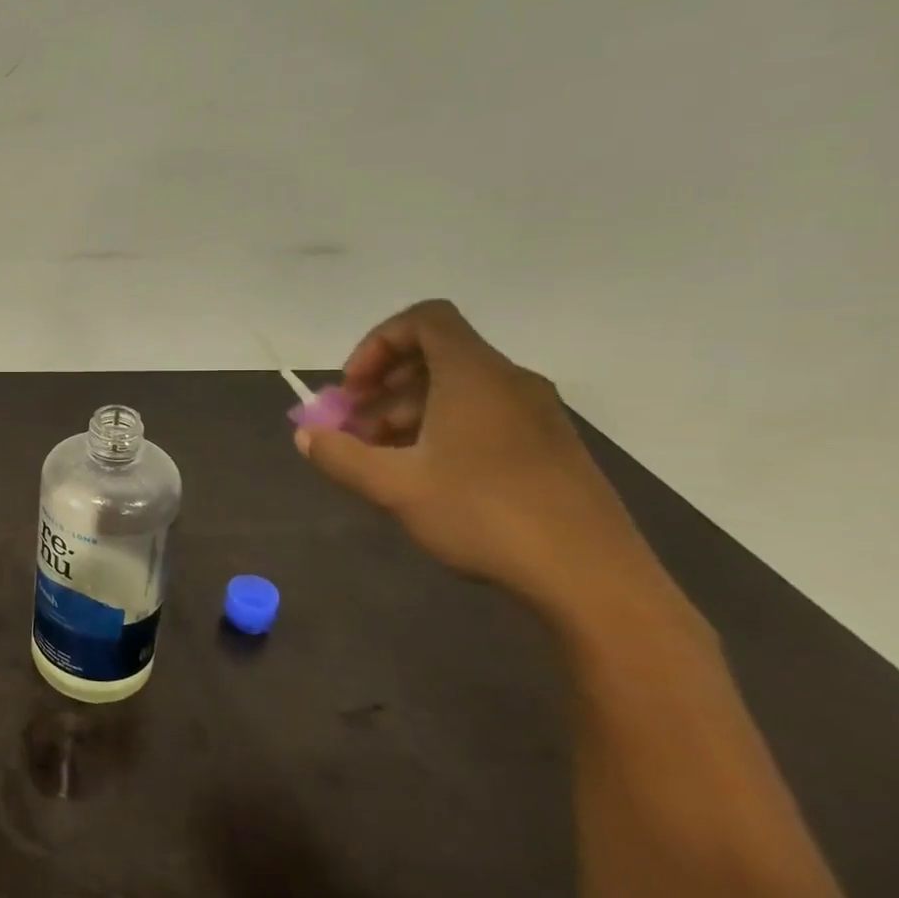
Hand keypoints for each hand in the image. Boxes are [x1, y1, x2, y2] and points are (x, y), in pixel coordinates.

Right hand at [295, 299, 647, 606]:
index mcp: (474, 376)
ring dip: (407, 412)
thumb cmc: (484, 515)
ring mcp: (536, 415)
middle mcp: (509, 382)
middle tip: (353, 429)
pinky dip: (441, 430)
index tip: (353, 389)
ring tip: (380, 459)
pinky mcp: (548, 447)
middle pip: (436, 356)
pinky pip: (483, 416)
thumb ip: (340, 456)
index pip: (425, 319)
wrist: (591, 578)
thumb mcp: (393, 487)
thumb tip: (306, 435)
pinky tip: (424, 477)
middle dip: (383, 387)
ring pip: (457, 390)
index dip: (377, 343)